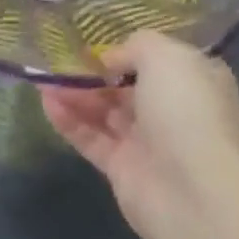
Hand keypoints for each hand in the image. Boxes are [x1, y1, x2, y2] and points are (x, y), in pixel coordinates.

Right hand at [39, 33, 238, 238]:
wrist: (195, 192)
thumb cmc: (187, 113)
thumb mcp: (168, 58)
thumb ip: (137, 46)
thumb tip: (110, 59)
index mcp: (194, 81)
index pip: (156, 61)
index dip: (124, 52)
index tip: (91, 46)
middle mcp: (172, 110)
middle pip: (125, 87)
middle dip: (92, 75)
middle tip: (57, 62)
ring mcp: (146, 142)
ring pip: (104, 112)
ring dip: (75, 95)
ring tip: (44, 81)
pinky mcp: (122, 168)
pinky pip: (91, 139)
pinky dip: (69, 121)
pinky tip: (47, 103)